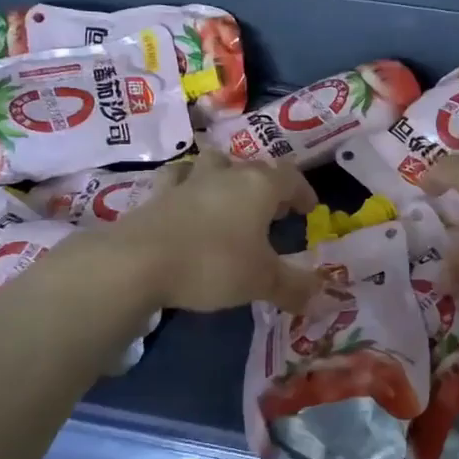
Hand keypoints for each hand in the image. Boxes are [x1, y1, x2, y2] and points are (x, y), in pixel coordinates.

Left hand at [113, 151, 320, 312]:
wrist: (138, 262)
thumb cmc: (213, 264)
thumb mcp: (261, 281)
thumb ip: (293, 286)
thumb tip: (320, 295)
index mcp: (258, 186)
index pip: (290, 176)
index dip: (302, 191)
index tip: (308, 209)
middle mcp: (225, 175)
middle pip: (252, 167)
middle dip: (267, 185)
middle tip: (273, 210)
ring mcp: (187, 181)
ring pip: (212, 163)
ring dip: (225, 175)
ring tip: (228, 198)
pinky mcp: (156, 195)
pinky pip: (176, 180)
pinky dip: (186, 187)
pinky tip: (185, 202)